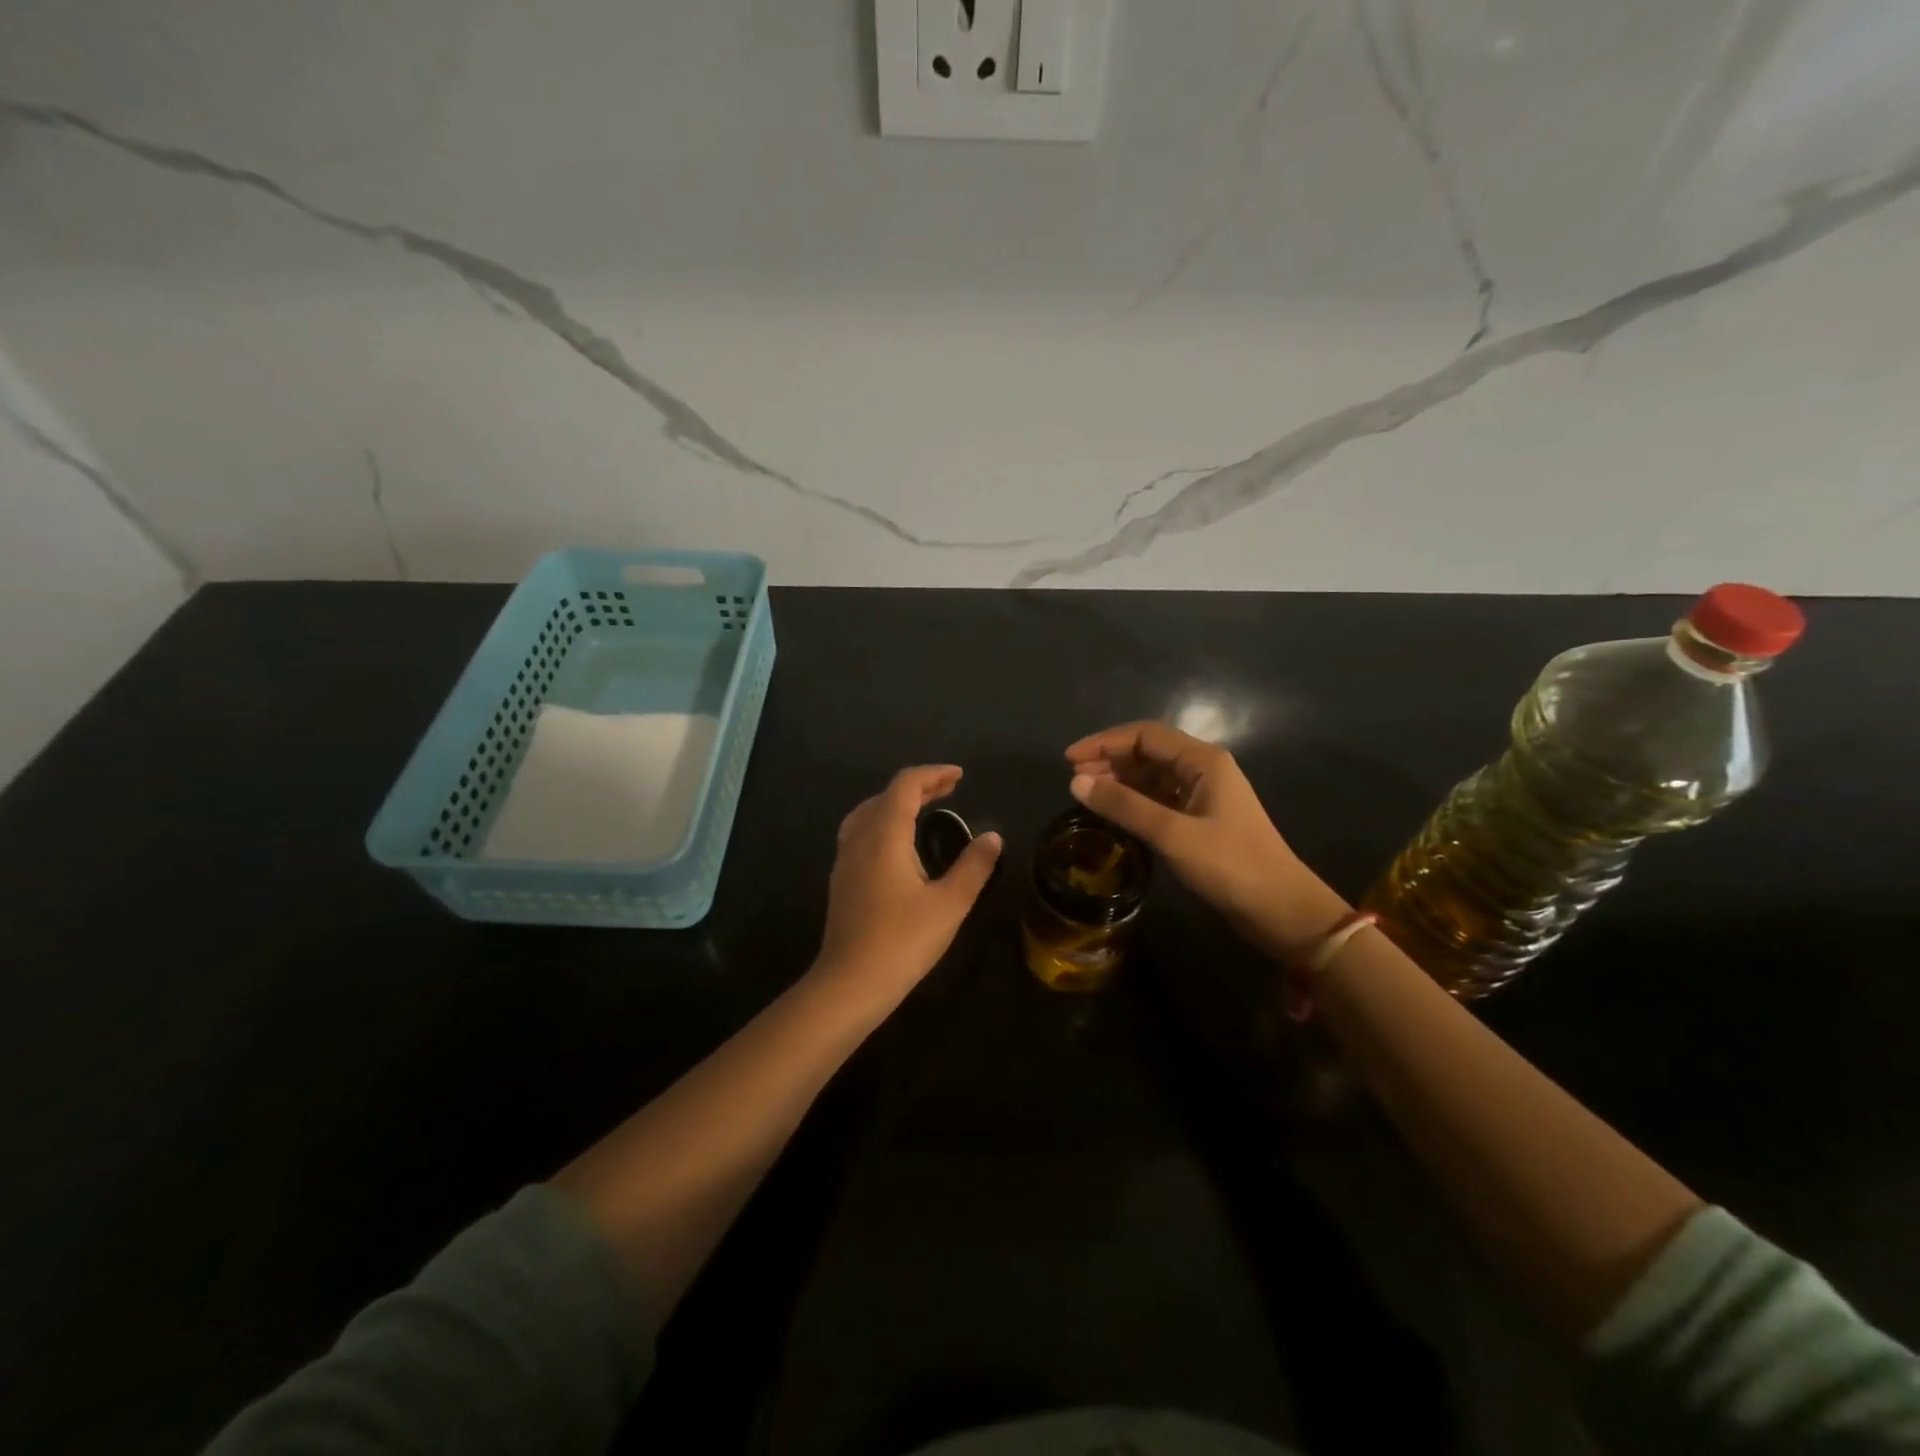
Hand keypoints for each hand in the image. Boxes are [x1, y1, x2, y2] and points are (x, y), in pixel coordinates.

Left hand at [814, 765, 1002, 1006]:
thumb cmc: (903, 941)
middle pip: (886, 795)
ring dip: (897, 803)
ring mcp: (845, 859)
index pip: (906, 785)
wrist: (849, 984)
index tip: (960, 777)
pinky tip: (898, 845)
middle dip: (918, 787)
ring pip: (868, 812)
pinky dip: (883, 822)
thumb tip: (993, 837)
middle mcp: (859, 837)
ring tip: (924, 809)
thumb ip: (974, 866)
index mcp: (884, 834)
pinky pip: (860, 832)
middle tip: (949, 790)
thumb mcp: (950, 903)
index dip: (933, 775)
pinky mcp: (841, 879)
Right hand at [1065, 722, 1345, 959]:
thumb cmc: (1230, 865)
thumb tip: (1076, 782)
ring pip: (1153, 775)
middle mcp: (1204, 769)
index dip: (1104, 742)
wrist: (1281, 909)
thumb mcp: (1172, 834)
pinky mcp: (1202, 818)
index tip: (1069, 760)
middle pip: (1148, 751)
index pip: (1144, 735)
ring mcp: (1204, 794)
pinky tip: (1114, 811)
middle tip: (1074, 779)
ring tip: (1087, 793)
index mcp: (1203, 760)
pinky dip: (1134, 800)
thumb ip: (1124, 806)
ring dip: (1120, 780)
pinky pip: (1160, 797)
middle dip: (1109, 760)